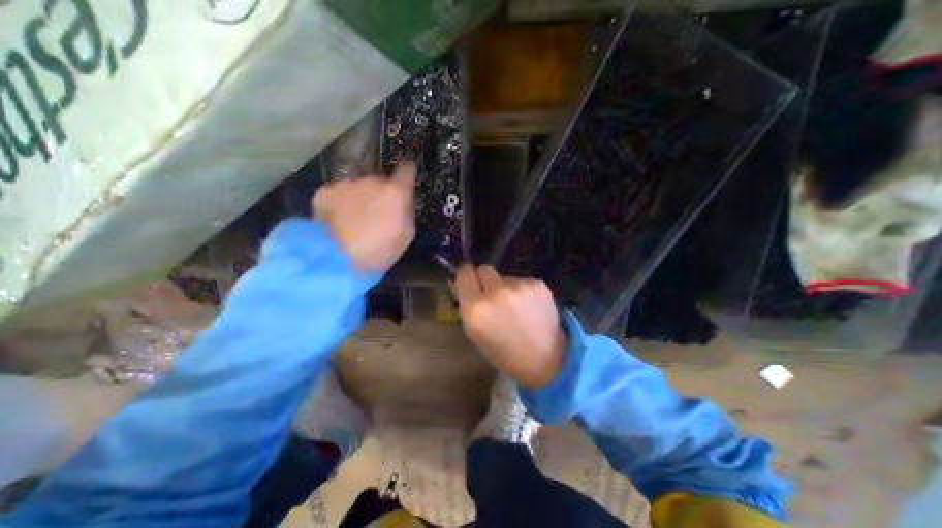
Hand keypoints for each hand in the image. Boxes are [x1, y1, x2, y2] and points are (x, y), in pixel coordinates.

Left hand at [311, 164, 414, 271]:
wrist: (336, 259)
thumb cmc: (380, 251)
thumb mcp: (406, 235)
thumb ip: (406, 211)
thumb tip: (402, 201)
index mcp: (395, 192)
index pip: (406, 171)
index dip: (406, 173)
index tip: (406, 176)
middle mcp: (372, 181)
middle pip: (379, 182)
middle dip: (379, 194)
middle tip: (375, 215)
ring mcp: (347, 184)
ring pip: (357, 188)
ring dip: (358, 199)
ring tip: (353, 222)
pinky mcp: (325, 191)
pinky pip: (338, 194)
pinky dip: (339, 204)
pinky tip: (337, 222)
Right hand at [456, 264, 565, 388]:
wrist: (545, 359)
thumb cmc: (504, 352)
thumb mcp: (475, 333)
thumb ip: (467, 305)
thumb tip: (462, 284)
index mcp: (476, 308)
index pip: (464, 272)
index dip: (467, 276)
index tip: (471, 281)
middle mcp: (496, 292)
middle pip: (484, 268)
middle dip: (486, 279)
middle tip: (493, 295)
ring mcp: (519, 286)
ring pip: (505, 277)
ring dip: (506, 288)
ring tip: (516, 308)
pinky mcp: (538, 284)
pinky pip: (522, 280)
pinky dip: (523, 291)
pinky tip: (530, 307)